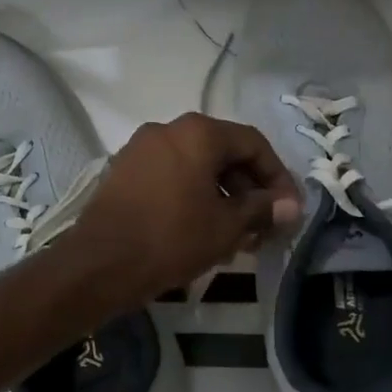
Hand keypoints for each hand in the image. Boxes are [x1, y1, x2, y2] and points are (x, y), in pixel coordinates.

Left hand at [65, 113, 301, 310]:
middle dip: (249, 190)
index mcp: (198, 132)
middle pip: (223, 153)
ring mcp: (141, 149)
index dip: (277, 176)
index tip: (288, 210)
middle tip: (264, 227)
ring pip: (196, 167)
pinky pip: (171, 176)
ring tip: (237, 236)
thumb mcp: (226, 226)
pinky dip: (193, 196)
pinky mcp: (124, 171)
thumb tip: (291, 206)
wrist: (100, 263)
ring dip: (223, 196)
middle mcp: (168, 129)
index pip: (253, 144)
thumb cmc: (172, 238)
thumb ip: (262, 209)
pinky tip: (203, 230)